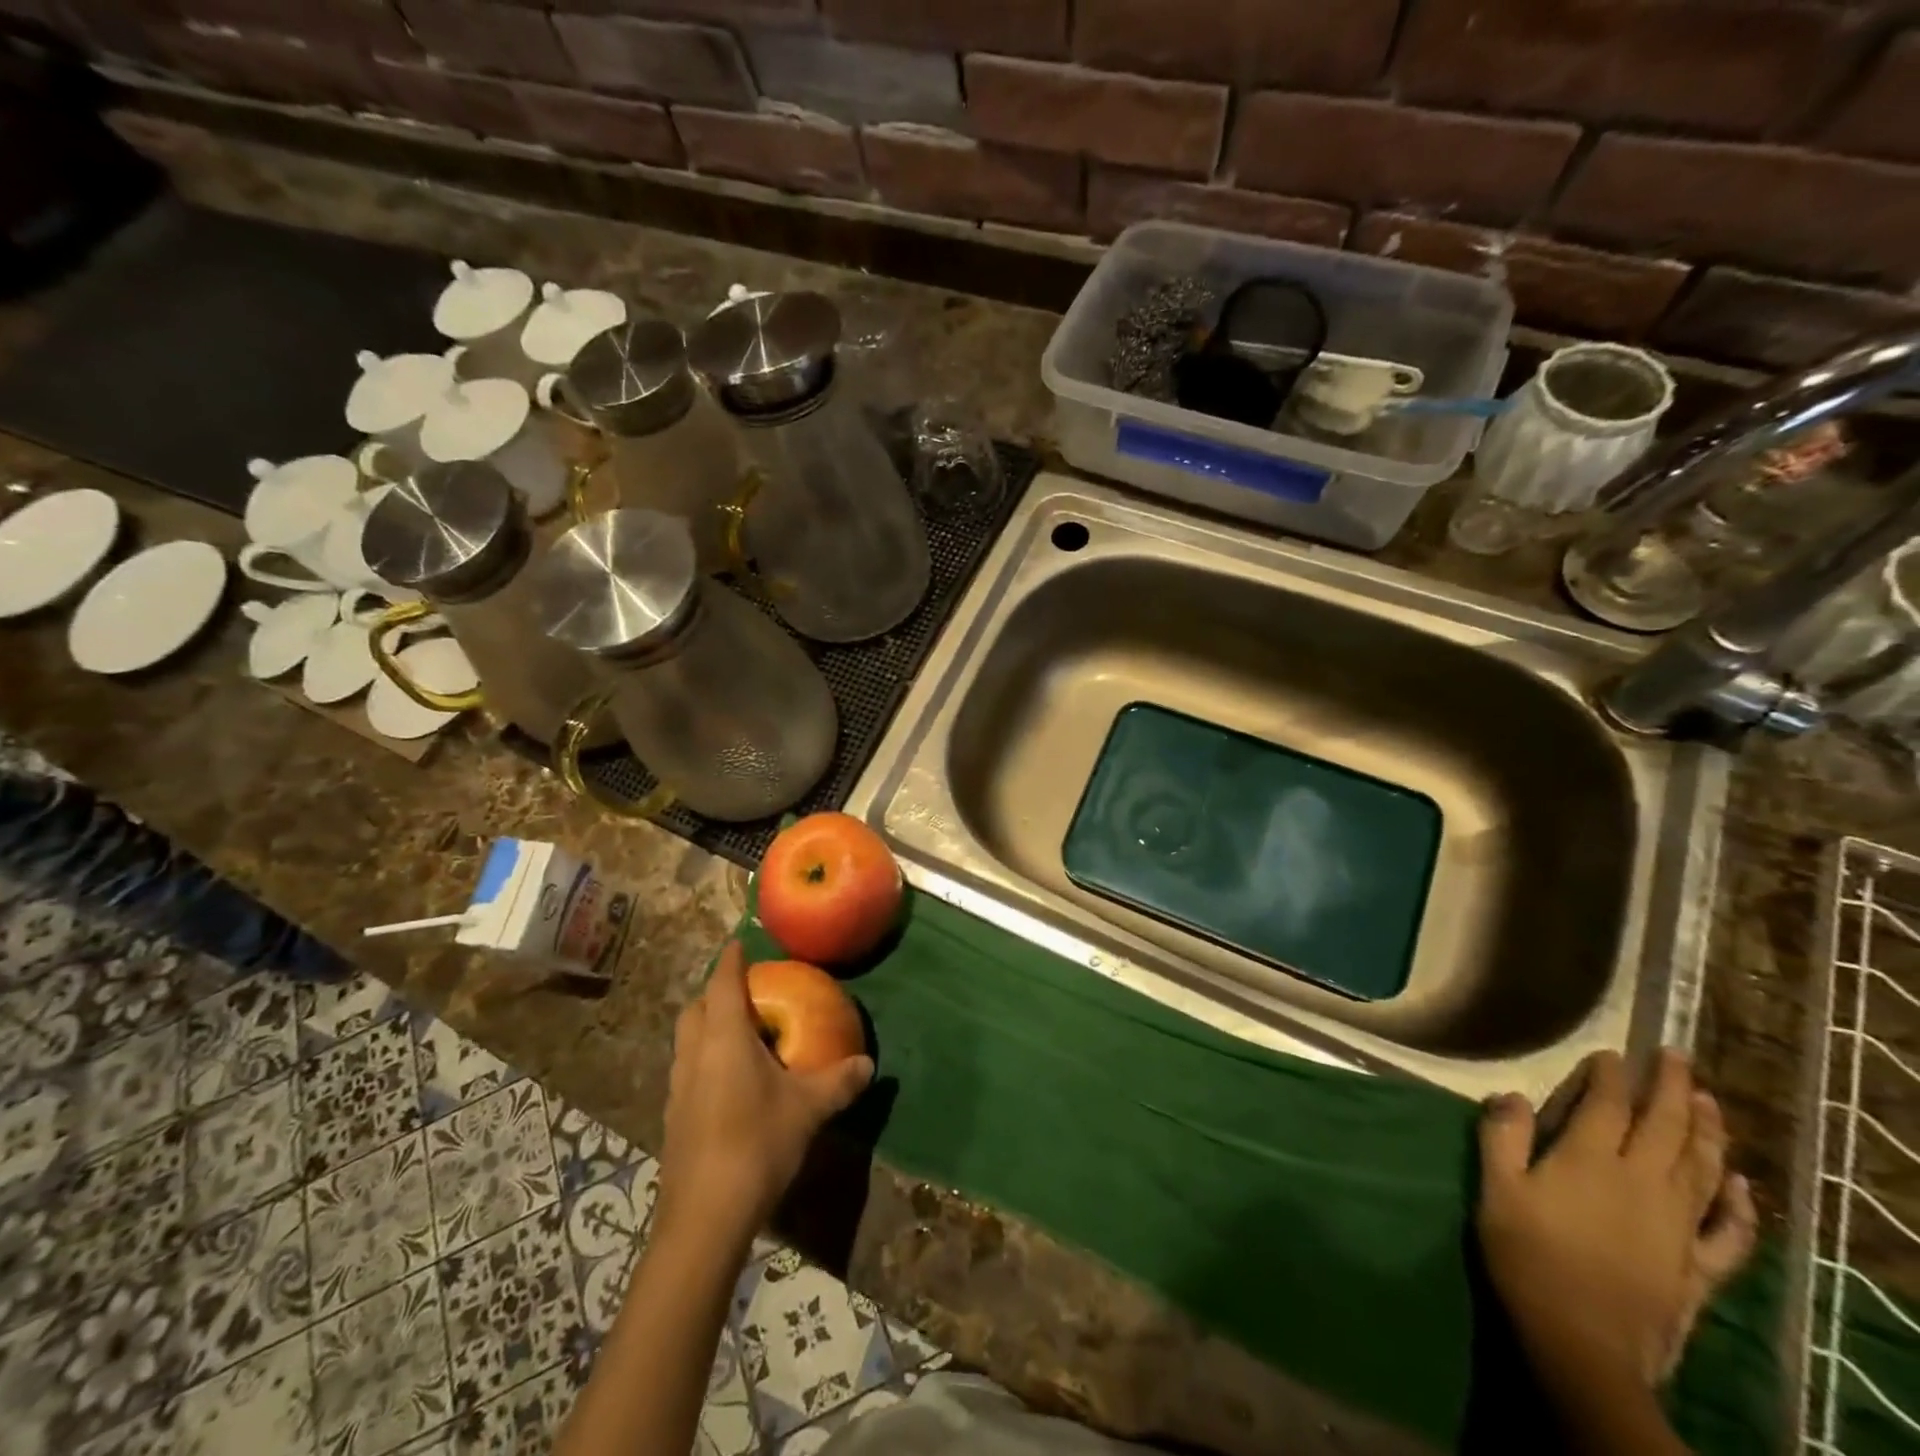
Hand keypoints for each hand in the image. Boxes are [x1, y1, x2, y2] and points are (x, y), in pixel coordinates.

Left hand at [655, 942, 873, 1251]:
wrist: (704, 1217)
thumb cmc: (756, 1144)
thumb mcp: (808, 1109)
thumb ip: (839, 1081)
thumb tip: (868, 1064)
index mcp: (723, 1038)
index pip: (722, 983)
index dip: (730, 960)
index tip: (739, 944)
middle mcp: (694, 1054)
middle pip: (695, 1008)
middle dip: (715, 993)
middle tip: (746, 992)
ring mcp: (677, 1087)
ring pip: (687, 1040)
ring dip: (707, 1027)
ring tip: (740, 1034)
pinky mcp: (673, 1117)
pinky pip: (688, 1070)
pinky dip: (705, 1059)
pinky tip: (730, 1082)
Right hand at [1477, 1050, 1757, 1392]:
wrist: (1583, 1339)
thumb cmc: (1528, 1253)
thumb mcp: (1497, 1189)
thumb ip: (1502, 1137)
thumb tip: (1511, 1095)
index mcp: (1591, 1160)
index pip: (1607, 1106)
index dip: (1610, 1077)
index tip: (1612, 1053)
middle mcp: (1642, 1182)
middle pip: (1665, 1127)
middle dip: (1671, 1088)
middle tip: (1675, 1055)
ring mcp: (1677, 1224)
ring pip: (1702, 1167)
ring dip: (1708, 1131)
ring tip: (1709, 1100)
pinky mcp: (1696, 1264)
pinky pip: (1729, 1230)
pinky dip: (1739, 1204)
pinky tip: (1741, 1185)